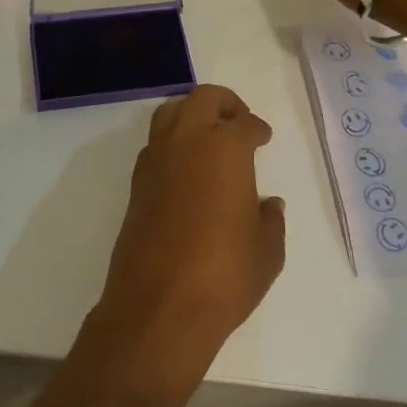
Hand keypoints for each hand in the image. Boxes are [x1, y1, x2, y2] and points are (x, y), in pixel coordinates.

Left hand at [93, 85, 285, 383]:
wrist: (159, 307)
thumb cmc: (224, 275)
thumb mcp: (267, 252)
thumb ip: (270, 220)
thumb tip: (267, 204)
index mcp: (225, 150)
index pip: (243, 124)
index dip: (257, 128)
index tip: (263, 136)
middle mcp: (186, 144)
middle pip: (202, 99)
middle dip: (224, 103)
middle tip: (238, 121)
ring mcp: (155, 162)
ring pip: (170, 114)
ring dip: (191, 115)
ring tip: (209, 137)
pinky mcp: (136, 185)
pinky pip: (155, 145)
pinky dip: (172, 143)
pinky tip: (186, 168)